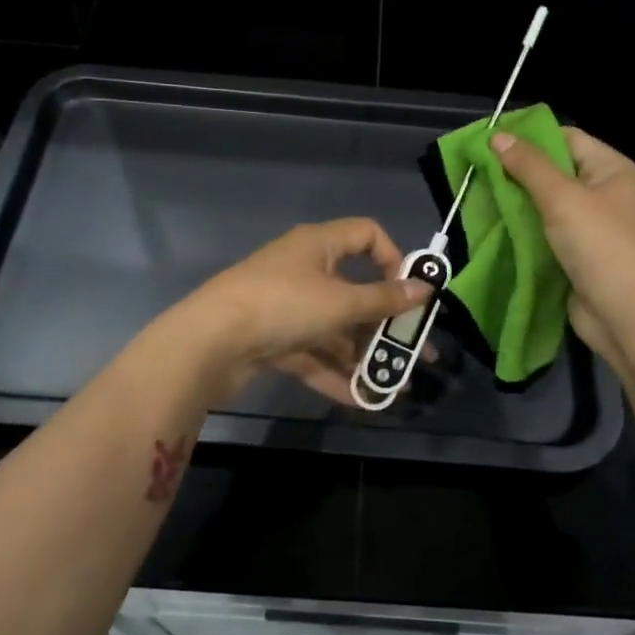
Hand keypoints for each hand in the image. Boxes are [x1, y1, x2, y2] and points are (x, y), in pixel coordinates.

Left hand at [172, 219, 432, 404]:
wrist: (208, 343)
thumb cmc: (282, 306)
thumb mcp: (340, 302)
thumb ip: (384, 299)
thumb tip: (425, 288)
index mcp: (318, 245)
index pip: (366, 234)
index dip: (393, 258)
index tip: (408, 291)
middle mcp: (303, 270)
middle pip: (354, 291)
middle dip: (385, 324)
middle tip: (415, 351)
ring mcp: (286, 307)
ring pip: (334, 328)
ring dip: (362, 355)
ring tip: (394, 384)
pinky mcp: (272, 339)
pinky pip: (312, 353)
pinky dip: (334, 373)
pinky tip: (361, 400)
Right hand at [488, 127, 634, 365]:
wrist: (630, 318)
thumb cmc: (603, 246)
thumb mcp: (563, 198)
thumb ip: (528, 166)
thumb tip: (496, 136)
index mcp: (611, 170)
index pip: (566, 139)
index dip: (529, 137)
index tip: (487, 141)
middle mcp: (602, 194)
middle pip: (553, 173)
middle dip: (515, 172)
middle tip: (474, 171)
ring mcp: (589, 229)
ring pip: (544, 207)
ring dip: (514, 205)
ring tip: (474, 197)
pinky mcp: (575, 258)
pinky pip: (543, 236)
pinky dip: (520, 232)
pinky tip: (490, 228)